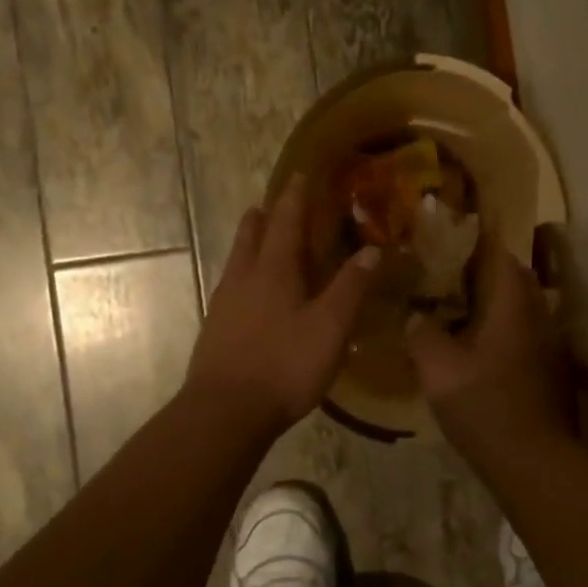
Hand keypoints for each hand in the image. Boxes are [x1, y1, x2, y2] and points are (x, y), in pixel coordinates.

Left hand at [185, 176, 381, 434]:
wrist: (225, 411)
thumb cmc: (284, 365)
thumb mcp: (330, 328)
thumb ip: (351, 288)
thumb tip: (372, 250)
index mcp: (274, 270)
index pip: (286, 222)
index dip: (294, 197)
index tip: (300, 175)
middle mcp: (244, 278)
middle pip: (251, 235)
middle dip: (264, 216)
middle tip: (271, 203)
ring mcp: (224, 303)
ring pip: (237, 260)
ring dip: (249, 241)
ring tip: (257, 235)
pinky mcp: (215, 328)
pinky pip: (230, 286)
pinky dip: (243, 273)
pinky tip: (248, 292)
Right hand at [405, 240, 571, 458]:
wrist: (532, 461)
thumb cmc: (483, 404)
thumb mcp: (437, 368)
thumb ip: (422, 334)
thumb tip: (415, 316)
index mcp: (514, 308)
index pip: (504, 258)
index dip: (483, 244)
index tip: (457, 240)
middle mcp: (540, 320)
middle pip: (519, 282)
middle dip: (490, 273)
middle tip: (455, 275)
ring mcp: (551, 349)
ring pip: (525, 311)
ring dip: (500, 305)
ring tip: (465, 310)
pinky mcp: (553, 375)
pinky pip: (528, 338)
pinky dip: (508, 333)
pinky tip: (484, 350)